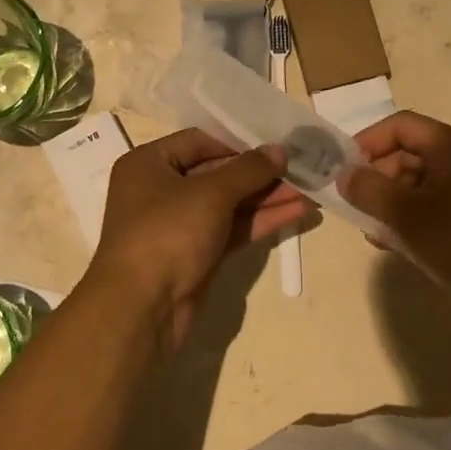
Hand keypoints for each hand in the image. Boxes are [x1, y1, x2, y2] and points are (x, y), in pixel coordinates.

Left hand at [86, 129, 311, 351]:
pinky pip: (231, 229)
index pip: (199, 141)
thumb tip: (279, 150)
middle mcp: (160, 190)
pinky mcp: (196, 254)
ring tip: (308, 191)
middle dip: (259, 174)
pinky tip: (296, 213)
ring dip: (266, 198)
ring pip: (228, 204)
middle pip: (217, 173)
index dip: (237, 142)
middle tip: (300, 168)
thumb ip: (248, 169)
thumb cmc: (167, 233)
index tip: (275, 146)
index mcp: (148, 164)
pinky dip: (260, 221)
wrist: (142, 308)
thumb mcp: (210, 193)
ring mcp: (179, 225)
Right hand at [339, 111, 450, 313]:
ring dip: (394, 203)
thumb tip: (344, 175)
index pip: (399, 126)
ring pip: (421, 182)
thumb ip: (370, 190)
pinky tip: (404, 246)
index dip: (366, 143)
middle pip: (408, 153)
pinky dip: (416, 218)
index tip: (343, 172)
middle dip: (378, 179)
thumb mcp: (408, 217)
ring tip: (378, 235)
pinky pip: (438, 203)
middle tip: (358, 210)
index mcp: (450, 145)